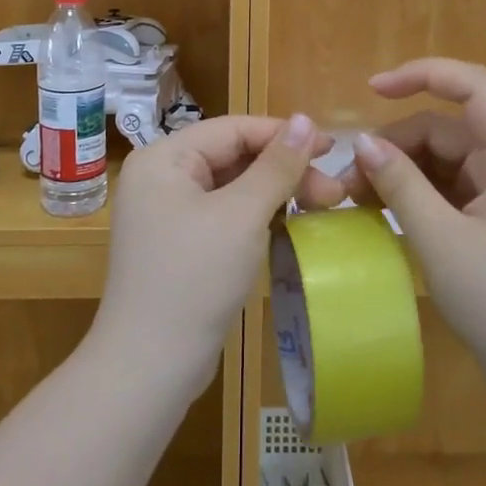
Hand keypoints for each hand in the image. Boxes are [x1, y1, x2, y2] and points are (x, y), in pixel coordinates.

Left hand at [95, 114, 337, 382]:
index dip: (285, 134)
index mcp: (165, 158)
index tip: (334, 147)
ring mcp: (168, 213)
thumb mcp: (242, 215)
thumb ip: (277, 165)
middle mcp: (162, 177)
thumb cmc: (195, 277)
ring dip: (277, 194)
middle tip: (334, 193)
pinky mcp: (180, 244)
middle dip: (285, 170)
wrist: (150, 366)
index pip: (233, 129)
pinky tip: (290, 225)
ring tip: (322, 207)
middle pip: (234, 156)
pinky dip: (258, 217)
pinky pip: (226, 215)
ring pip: (234, 187)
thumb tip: (307, 119)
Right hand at [312, 58, 485, 387]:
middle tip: (348, 179)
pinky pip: (442, 188)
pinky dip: (410, 193)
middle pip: (445, 128)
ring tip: (355, 199)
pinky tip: (378, 211)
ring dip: (397, 171)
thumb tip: (362, 143)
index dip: (425, 74)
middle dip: (394, 144)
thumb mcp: (442, 243)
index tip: (374, 88)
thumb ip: (401, 187)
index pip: (474, 88)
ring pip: (439, 159)